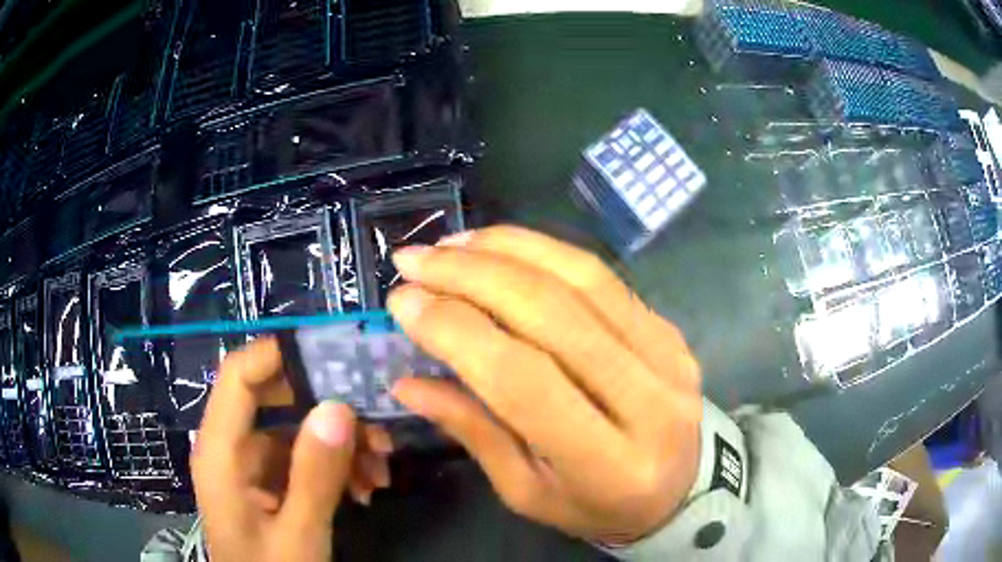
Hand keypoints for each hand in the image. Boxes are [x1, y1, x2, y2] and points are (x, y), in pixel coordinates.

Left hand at [191, 338, 393, 560]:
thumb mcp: (298, 535)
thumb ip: (314, 476)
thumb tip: (338, 407)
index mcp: (221, 453)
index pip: (239, 376)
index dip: (278, 353)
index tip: (335, 352)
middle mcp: (231, 449)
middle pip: (273, 400)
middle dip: (326, 406)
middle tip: (375, 419)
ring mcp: (251, 468)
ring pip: (294, 431)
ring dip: (339, 443)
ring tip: (381, 466)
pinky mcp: (269, 485)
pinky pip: (302, 460)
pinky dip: (335, 467)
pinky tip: (366, 488)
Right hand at [387, 226, 702, 544]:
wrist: (682, 487)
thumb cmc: (597, 505)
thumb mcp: (528, 492)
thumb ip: (473, 432)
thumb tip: (407, 381)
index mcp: (608, 464)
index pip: (524, 381)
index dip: (457, 331)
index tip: (404, 302)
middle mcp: (649, 400)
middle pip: (553, 315)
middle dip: (470, 276)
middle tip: (414, 260)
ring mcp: (668, 354)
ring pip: (581, 278)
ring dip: (506, 249)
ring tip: (450, 243)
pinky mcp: (670, 328)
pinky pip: (601, 276)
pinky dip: (544, 250)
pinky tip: (500, 246)